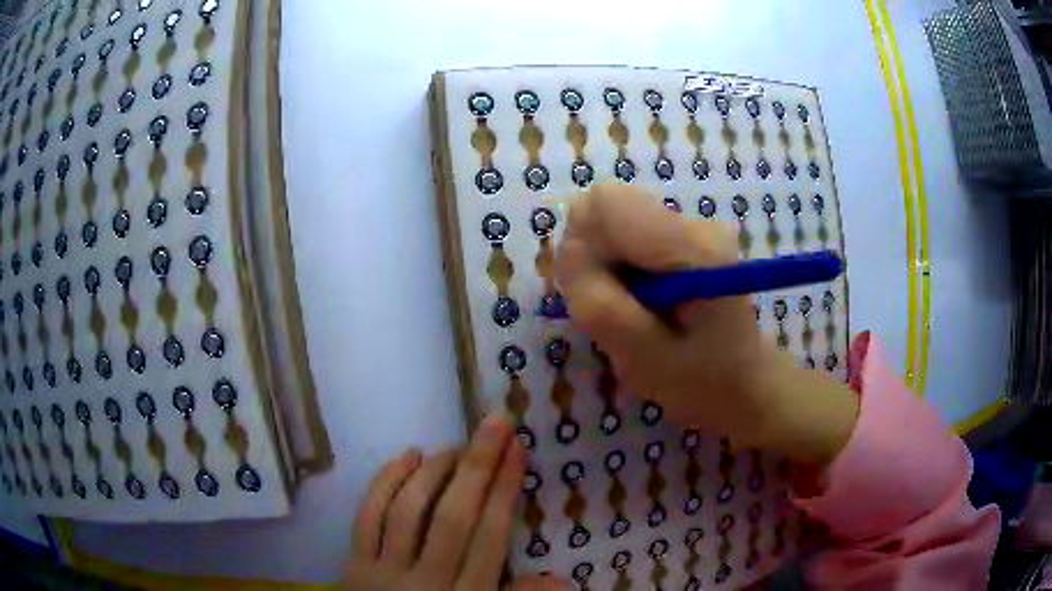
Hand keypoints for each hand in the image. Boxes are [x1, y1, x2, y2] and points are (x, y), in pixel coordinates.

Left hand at [344, 415, 567, 590]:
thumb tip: (561, 580)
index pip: (490, 537)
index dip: (504, 490)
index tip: (518, 449)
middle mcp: (426, 581)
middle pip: (453, 517)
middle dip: (477, 466)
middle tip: (495, 422)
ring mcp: (384, 571)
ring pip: (409, 510)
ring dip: (434, 471)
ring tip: (454, 446)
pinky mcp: (354, 565)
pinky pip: (367, 516)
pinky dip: (385, 483)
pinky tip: (405, 457)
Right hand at [555, 186, 858, 464]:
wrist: (745, 385)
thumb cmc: (700, 382)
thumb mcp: (640, 357)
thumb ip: (598, 301)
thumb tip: (568, 247)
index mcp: (692, 249)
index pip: (605, 204)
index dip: (584, 246)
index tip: (596, 292)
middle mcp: (694, 224)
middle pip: (606, 211)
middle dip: (595, 260)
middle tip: (616, 311)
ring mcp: (692, 228)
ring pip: (613, 225)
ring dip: (607, 269)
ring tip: (634, 313)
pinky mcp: (685, 238)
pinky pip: (627, 238)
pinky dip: (621, 271)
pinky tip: (644, 304)